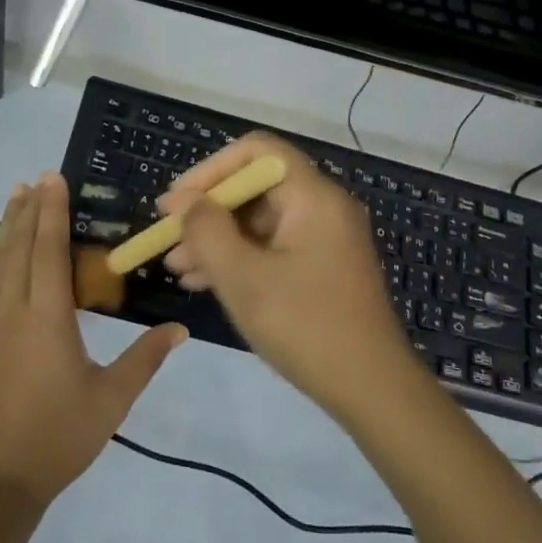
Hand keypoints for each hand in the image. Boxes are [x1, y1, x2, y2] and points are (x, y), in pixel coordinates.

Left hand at [0, 174, 186, 508]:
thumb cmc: (55, 440)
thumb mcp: (110, 401)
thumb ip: (144, 360)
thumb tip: (180, 330)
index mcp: (50, 317)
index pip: (52, 249)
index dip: (54, 211)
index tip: (54, 178)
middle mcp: (13, 308)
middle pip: (22, 246)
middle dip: (32, 209)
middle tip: (38, 178)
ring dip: (6, 224)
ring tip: (14, 193)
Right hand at [160, 135, 421, 421]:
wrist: (373, 390)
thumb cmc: (305, 326)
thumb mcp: (243, 278)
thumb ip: (207, 230)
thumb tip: (185, 201)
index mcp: (313, 196)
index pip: (256, 152)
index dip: (210, 169)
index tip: (177, 203)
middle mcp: (323, 207)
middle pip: (256, 186)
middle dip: (208, 210)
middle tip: (169, 238)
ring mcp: (326, 238)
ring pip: (261, 221)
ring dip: (218, 238)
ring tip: (177, 268)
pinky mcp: (324, 267)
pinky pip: (274, 246)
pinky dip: (240, 258)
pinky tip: (205, 282)